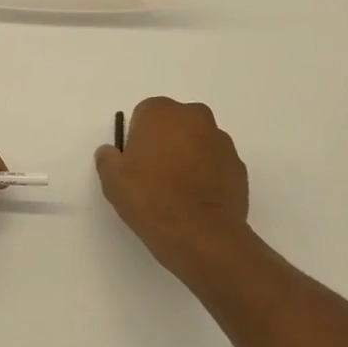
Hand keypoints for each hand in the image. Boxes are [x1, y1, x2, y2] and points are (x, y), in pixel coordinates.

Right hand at [96, 97, 250, 275]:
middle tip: (154, 175)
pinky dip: (208, 176)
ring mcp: (222, 142)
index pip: (144, 115)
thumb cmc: (150, 197)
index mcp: (162, 111)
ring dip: (189, 158)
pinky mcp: (239, 167)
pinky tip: (196, 201)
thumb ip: (108, 158)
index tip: (135, 163)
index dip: (138, 139)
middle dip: (166, 142)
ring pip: (198, 143)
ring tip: (177, 192)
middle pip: (175, 124)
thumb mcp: (112, 179)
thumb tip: (111, 153)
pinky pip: (216, 165)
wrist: (199, 234)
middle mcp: (195, 117)